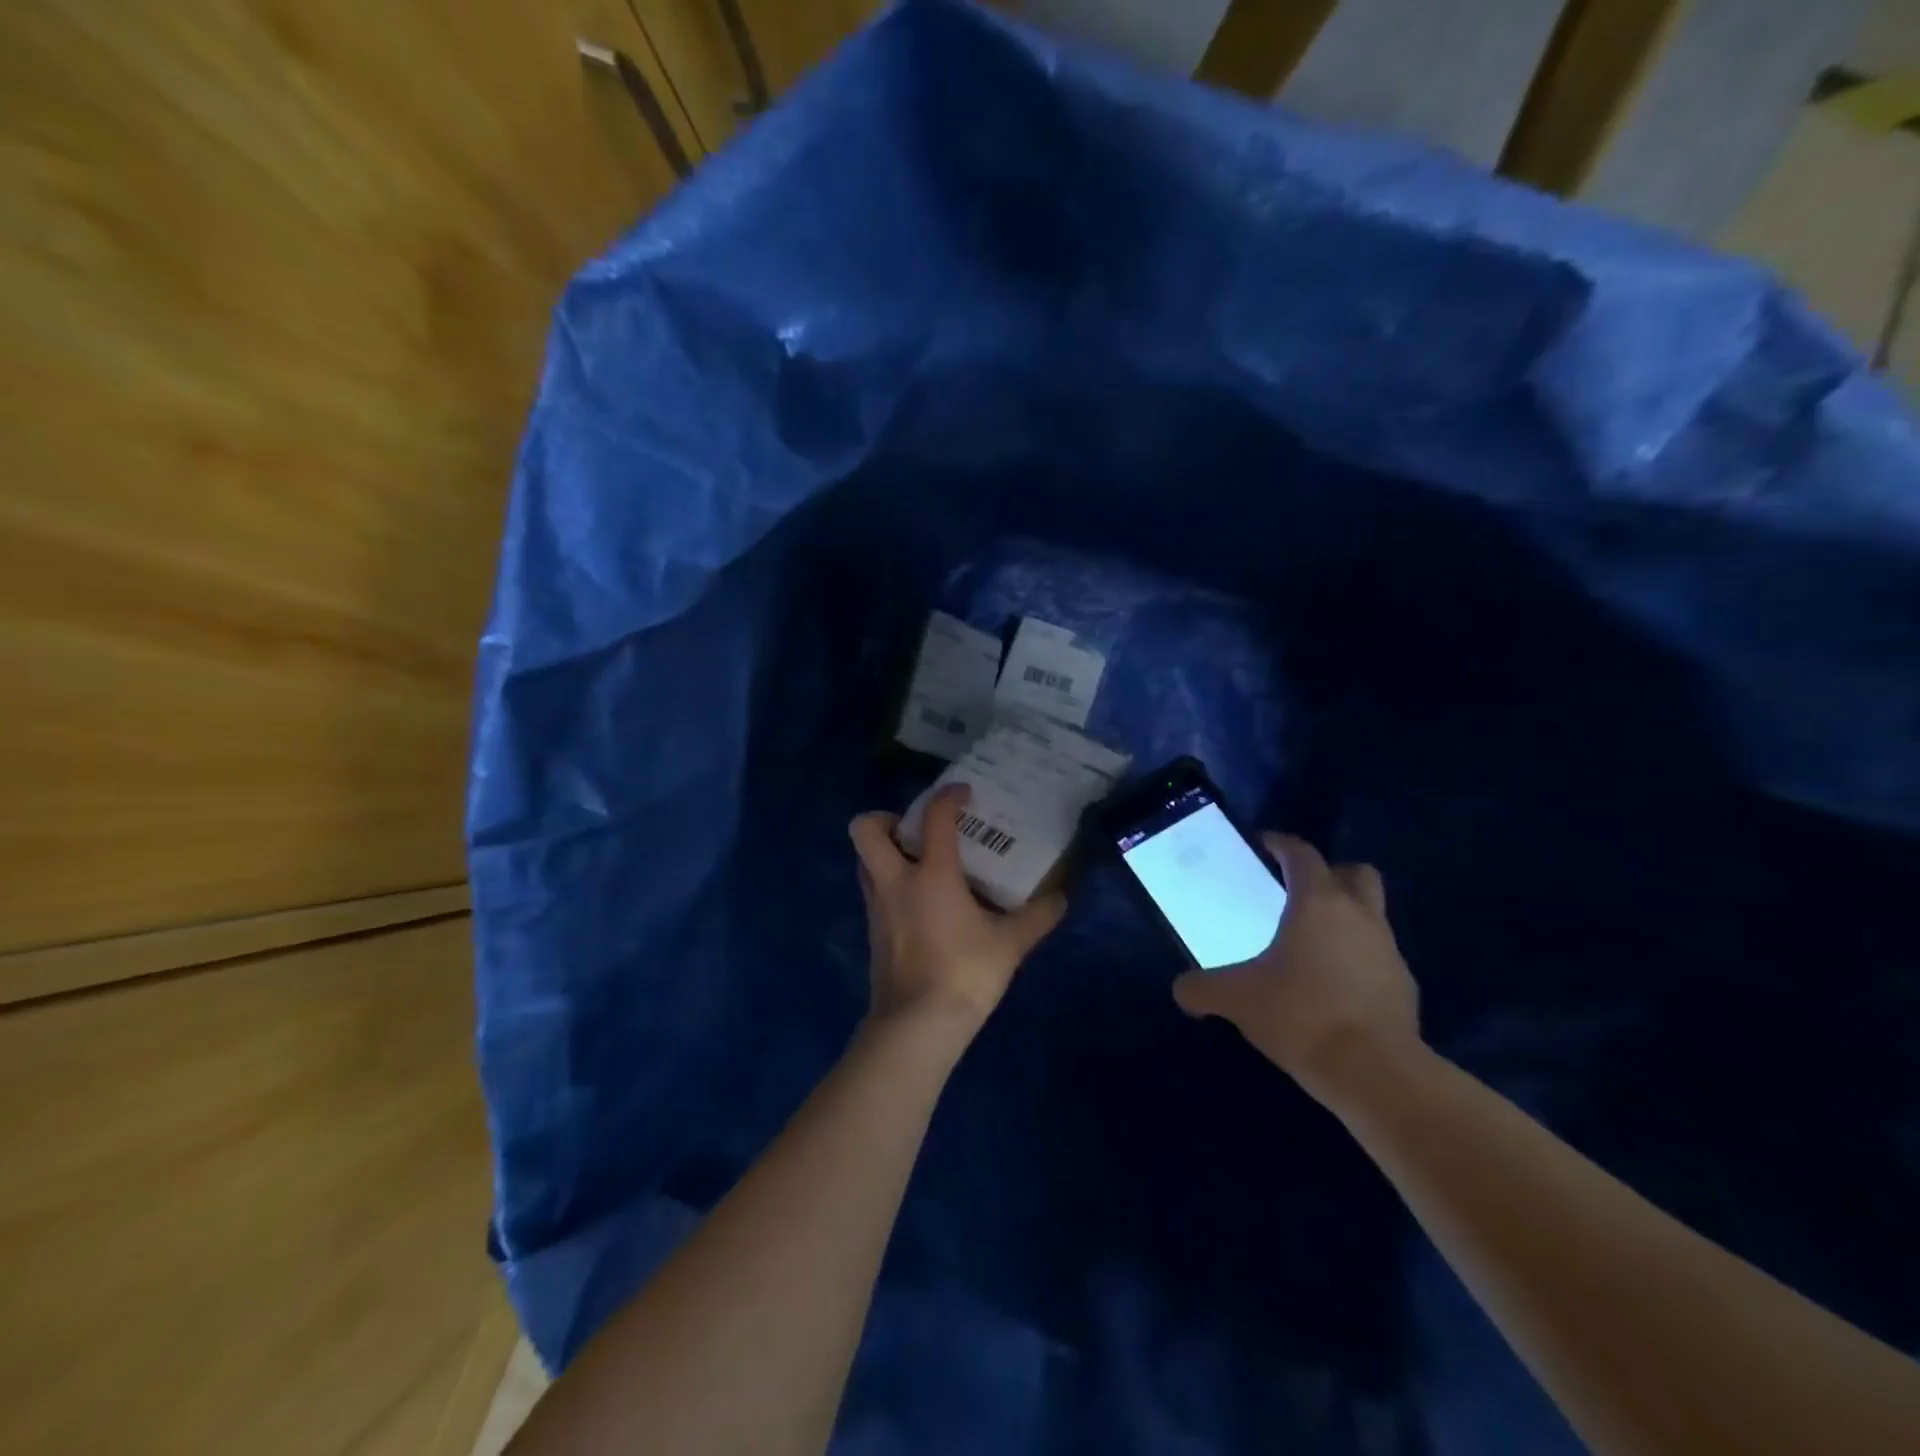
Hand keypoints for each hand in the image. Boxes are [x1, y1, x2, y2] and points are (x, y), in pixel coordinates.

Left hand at [849, 785, 1067, 1036]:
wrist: (916, 1026)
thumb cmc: (964, 973)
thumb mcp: (1009, 944)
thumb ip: (1037, 917)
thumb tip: (1061, 898)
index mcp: (931, 874)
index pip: (933, 817)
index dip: (947, 797)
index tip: (963, 793)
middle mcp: (895, 881)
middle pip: (866, 830)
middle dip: (885, 819)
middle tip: (915, 829)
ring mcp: (877, 907)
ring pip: (864, 862)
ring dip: (884, 853)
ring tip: (918, 863)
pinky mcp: (872, 932)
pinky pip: (873, 892)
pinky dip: (889, 885)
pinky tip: (919, 904)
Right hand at [1171, 834, 1420, 1106]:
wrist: (1374, 1073)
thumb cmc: (1300, 1014)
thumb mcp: (1236, 1000)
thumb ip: (1202, 988)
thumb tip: (1182, 990)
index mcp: (1317, 903)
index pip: (1302, 855)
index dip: (1281, 844)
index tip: (1264, 845)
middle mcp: (1359, 916)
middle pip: (1355, 873)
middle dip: (1330, 873)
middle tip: (1299, 890)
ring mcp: (1388, 950)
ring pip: (1371, 915)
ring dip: (1345, 918)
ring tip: (1311, 944)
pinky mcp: (1404, 987)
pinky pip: (1378, 957)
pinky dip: (1358, 960)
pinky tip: (1333, 987)